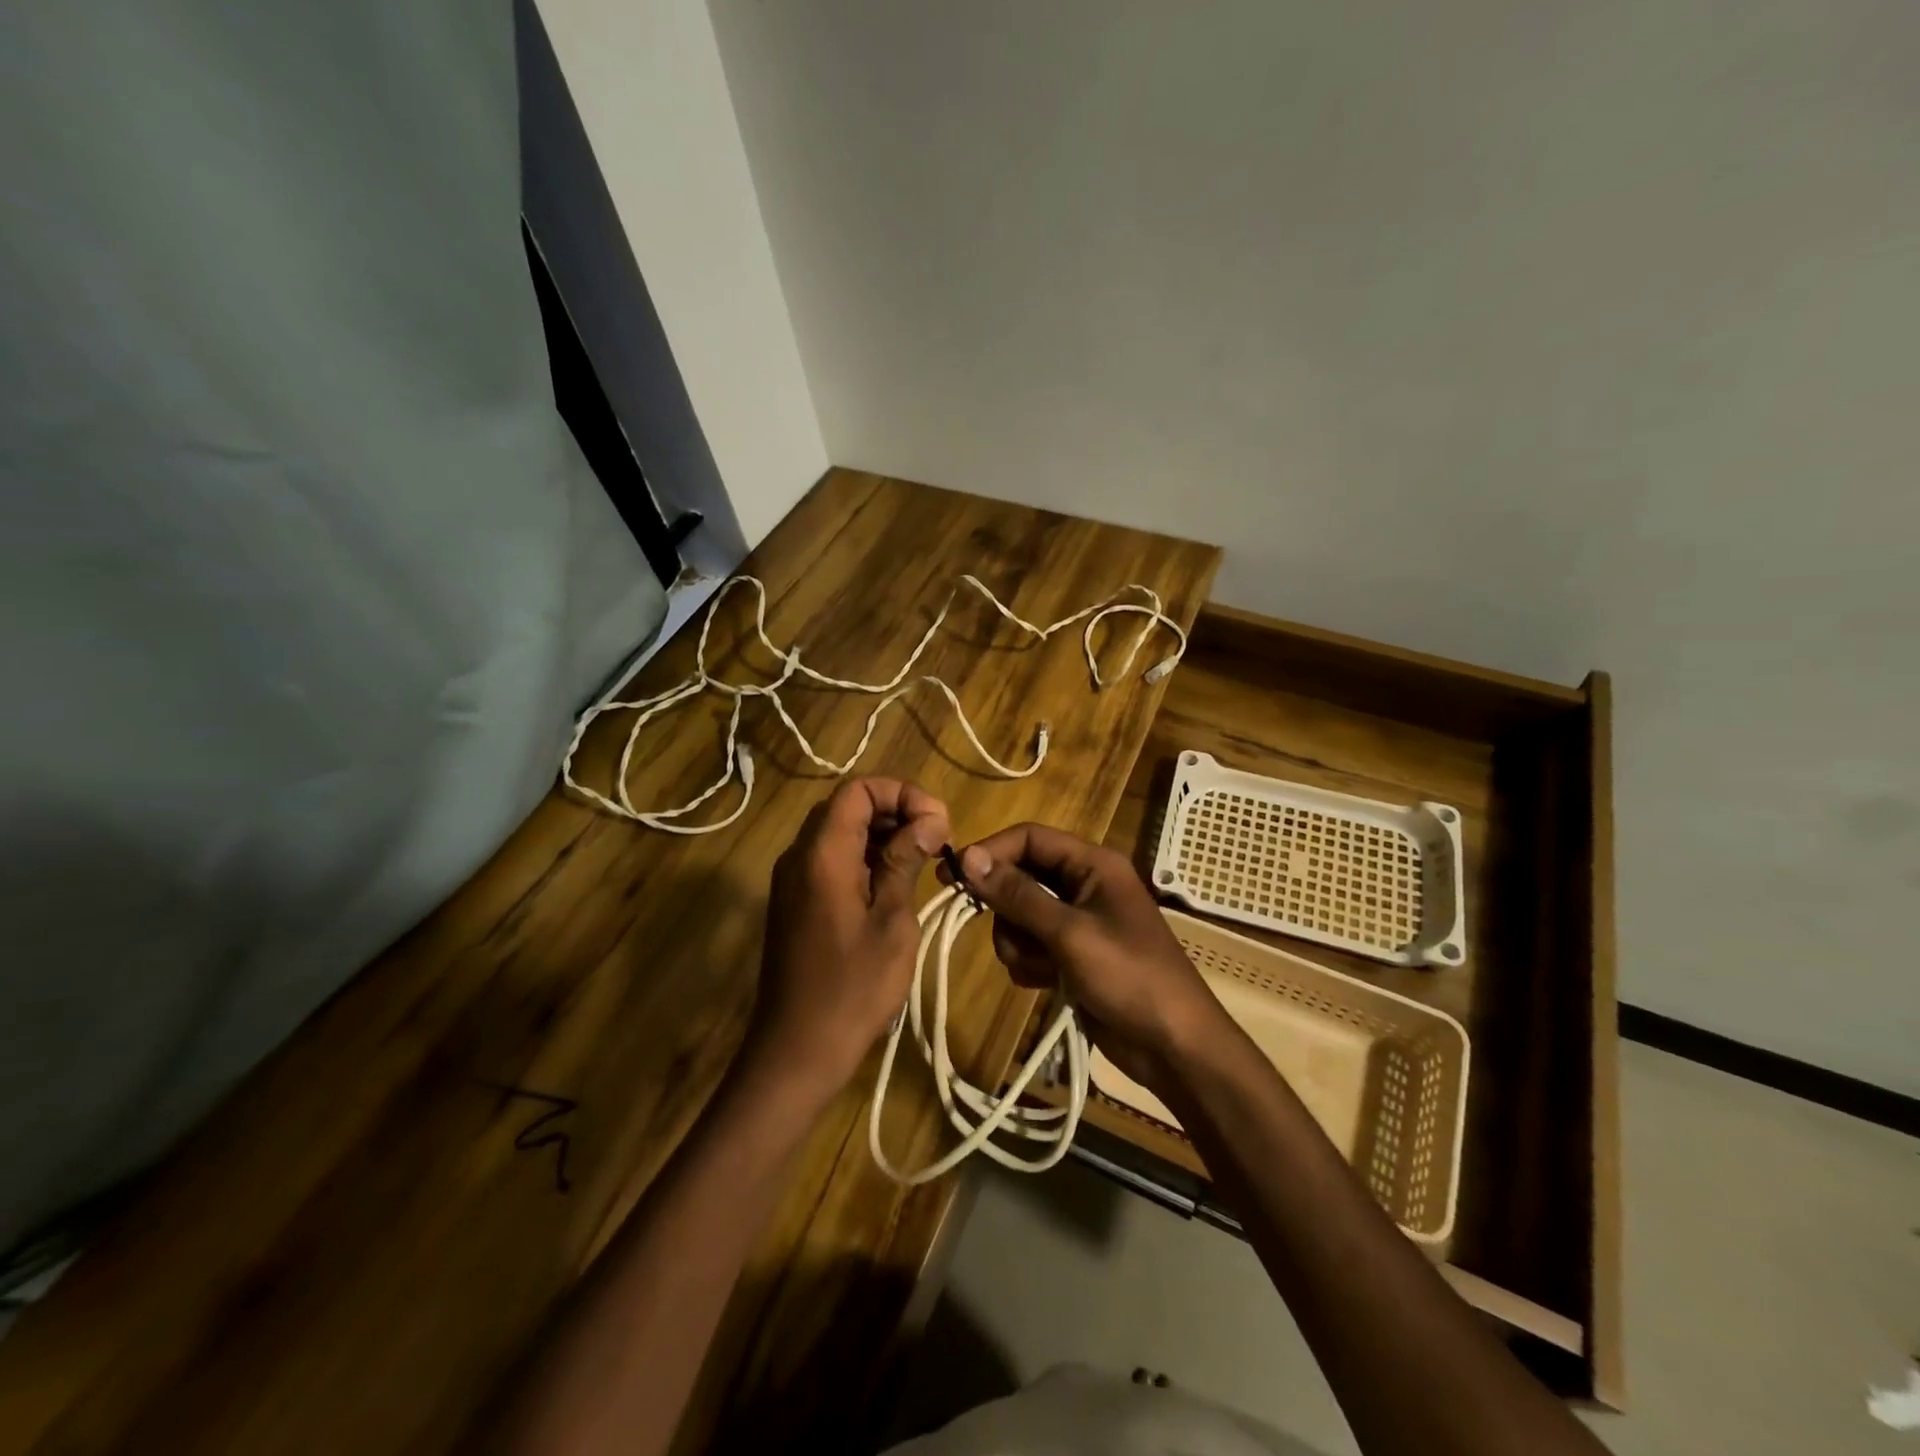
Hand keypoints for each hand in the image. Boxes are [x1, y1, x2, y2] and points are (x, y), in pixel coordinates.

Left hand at [747, 778, 949, 1100]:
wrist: (796, 1051)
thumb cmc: (852, 989)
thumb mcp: (892, 922)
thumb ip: (905, 861)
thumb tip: (930, 819)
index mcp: (821, 854)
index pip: (858, 790)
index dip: (902, 793)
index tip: (938, 823)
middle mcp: (799, 856)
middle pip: (847, 807)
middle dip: (896, 812)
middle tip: (937, 841)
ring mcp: (793, 880)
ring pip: (839, 833)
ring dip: (883, 835)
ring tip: (924, 861)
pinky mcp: (795, 902)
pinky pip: (830, 860)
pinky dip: (864, 859)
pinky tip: (895, 885)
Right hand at [955, 825, 1227, 1094]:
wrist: (1173, 1047)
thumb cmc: (1129, 977)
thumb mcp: (1069, 933)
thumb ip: (1017, 894)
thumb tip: (967, 857)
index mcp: (1093, 864)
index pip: (1030, 838)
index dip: (991, 852)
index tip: (952, 876)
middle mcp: (1084, 884)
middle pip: (1022, 876)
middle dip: (1007, 908)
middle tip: (999, 932)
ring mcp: (1078, 922)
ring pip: (1020, 915)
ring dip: (1017, 941)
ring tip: (1038, 967)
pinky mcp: (1072, 956)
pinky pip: (1031, 945)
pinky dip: (1030, 962)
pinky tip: (1046, 983)